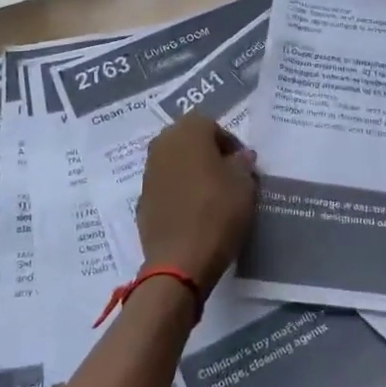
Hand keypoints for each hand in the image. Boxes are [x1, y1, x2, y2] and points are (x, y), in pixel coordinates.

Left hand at [136, 113, 257, 291]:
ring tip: (210, 194)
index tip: (242, 165)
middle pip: (188, 140)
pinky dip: (177, 191)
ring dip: (190, 171)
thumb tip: (240, 156)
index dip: (230, 143)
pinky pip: (165, 185)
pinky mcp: (141, 199)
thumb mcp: (244, 184)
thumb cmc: (217, 212)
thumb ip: (242, 163)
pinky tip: (192, 212)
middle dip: (207, 153)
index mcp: (188, 131)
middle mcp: (162, 144)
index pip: (212, 125)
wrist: (179, 260)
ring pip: (174, 162)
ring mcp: (148, 172)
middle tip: (227, 175)